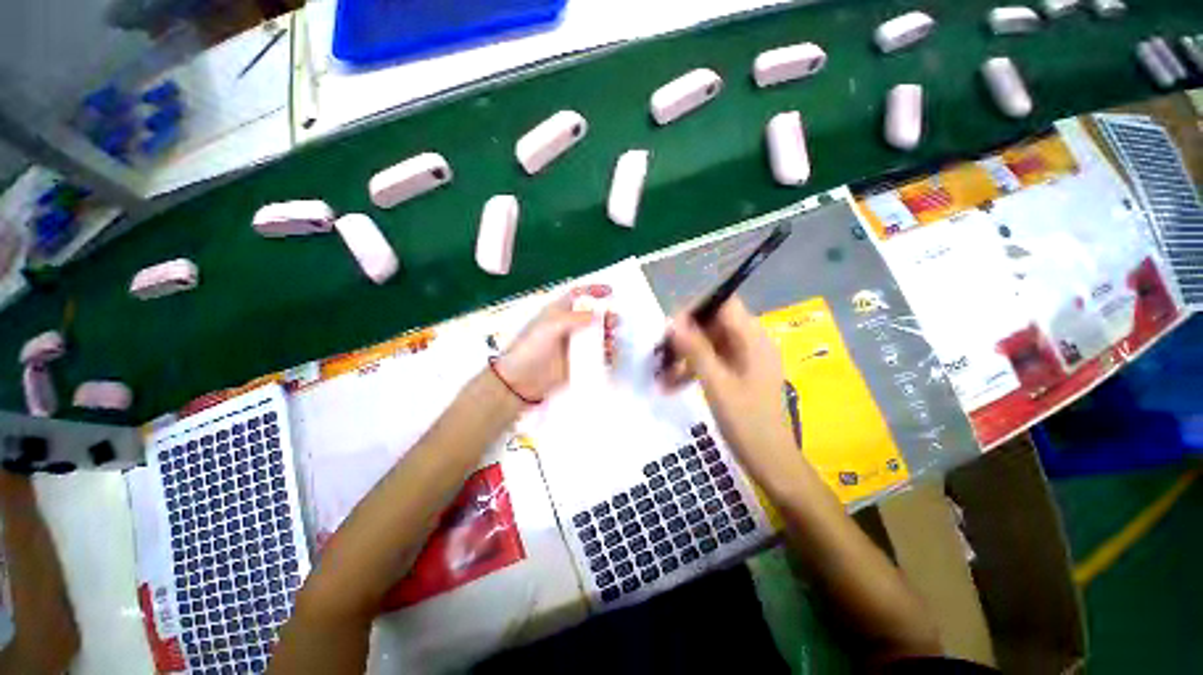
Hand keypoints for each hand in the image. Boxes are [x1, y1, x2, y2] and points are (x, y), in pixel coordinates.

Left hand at [494, 285, 616, 401]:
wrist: (521, 381)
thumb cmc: (530, 348)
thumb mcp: (550, 327)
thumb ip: (573, 318)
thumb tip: (596, 315)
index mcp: (558, 312)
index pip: (578, 296)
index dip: (593, 291)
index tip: (609, 291)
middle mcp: (569, 326)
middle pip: (592, 315)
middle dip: (605, 314)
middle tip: (613, 320)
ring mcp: (574, 344)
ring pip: (597, 334)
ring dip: (608, 333)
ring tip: (612, 337)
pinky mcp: (578, 361)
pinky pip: (597, 354)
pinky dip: (606, 352)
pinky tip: (609, 352)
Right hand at [660, 298, 800, 483]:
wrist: (771, 463)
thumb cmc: (746, 423)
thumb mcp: (716, 384)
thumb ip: (695, 349)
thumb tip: (674, 321)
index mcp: (753, 339)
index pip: (723, 305)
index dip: (696, 310)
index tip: (670, 329)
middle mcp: (751, 343)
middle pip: (713, 325)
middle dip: (685, 338)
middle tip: (660, 354)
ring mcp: (745, 359)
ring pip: (708, 345)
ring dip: (685, 357)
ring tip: (660, 376)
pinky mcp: (739, 374)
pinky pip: (712, 362)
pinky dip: (693, 370)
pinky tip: (672, 385)